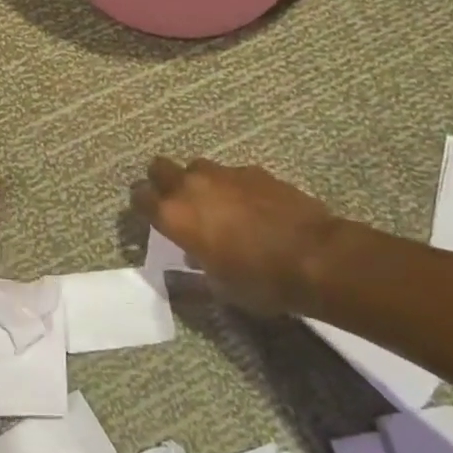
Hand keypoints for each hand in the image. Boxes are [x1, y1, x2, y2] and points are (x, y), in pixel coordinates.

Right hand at [136, 157, 349, 314]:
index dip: (141, 204)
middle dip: (162, 181)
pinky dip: (233, 186)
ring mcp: (224, 174)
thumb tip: (192, 255)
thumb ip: (197, 265)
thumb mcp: (218, 285)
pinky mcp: (253, 171)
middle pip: (160, 167)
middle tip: (175, 202)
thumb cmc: (258, 280)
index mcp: (174, 215)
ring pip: (197, 167)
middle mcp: (192, 187)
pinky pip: (231, 174)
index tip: (148, 214)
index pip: (139, 196)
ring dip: (198, 181)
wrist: (313, 256)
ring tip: (215, 203)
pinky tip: (250, 206)